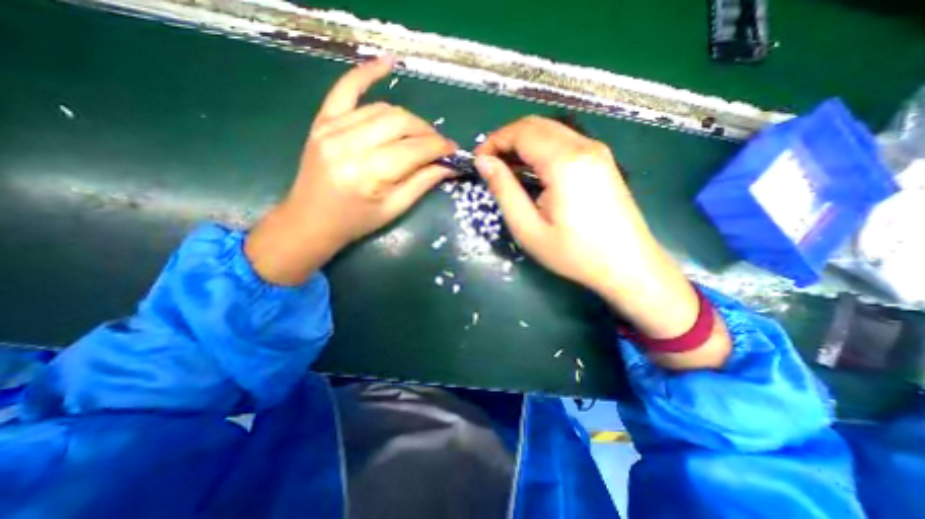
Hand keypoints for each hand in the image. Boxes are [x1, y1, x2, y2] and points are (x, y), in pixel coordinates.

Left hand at [248, 56, 456, 284]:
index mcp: (369, 174)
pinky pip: (345, 89)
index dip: (439, 147)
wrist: (311, 220)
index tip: (454, 150)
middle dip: (427, 132)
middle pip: (400, 123)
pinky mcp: (322, 121)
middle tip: (438, 145)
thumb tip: (449, 165)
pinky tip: (387, 63)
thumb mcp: (394, 208)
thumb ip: (423, 183)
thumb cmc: (356, 222)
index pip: (414, 149)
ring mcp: (332, 128)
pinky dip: (366, 73)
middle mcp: (349, 145)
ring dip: (408, 119)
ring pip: (383, 109)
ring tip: (419, 133)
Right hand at [477, 118, 730, 367]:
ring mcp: (597, 151)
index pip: (521, 132)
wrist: (628, 266)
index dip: (494, 141)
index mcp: (564, 161)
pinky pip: (565, 142)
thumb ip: (504, 190)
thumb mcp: (528, 228)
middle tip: (490, 164)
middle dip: (507, 139)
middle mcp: (583, 146)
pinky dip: (542, 150)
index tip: (478, 161)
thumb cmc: (574, 253)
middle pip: (536, 125)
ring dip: (524, 144)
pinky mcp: (603, 161)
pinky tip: (534, 172)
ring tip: (508, 170)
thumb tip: (484, 162)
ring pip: (551, 131)